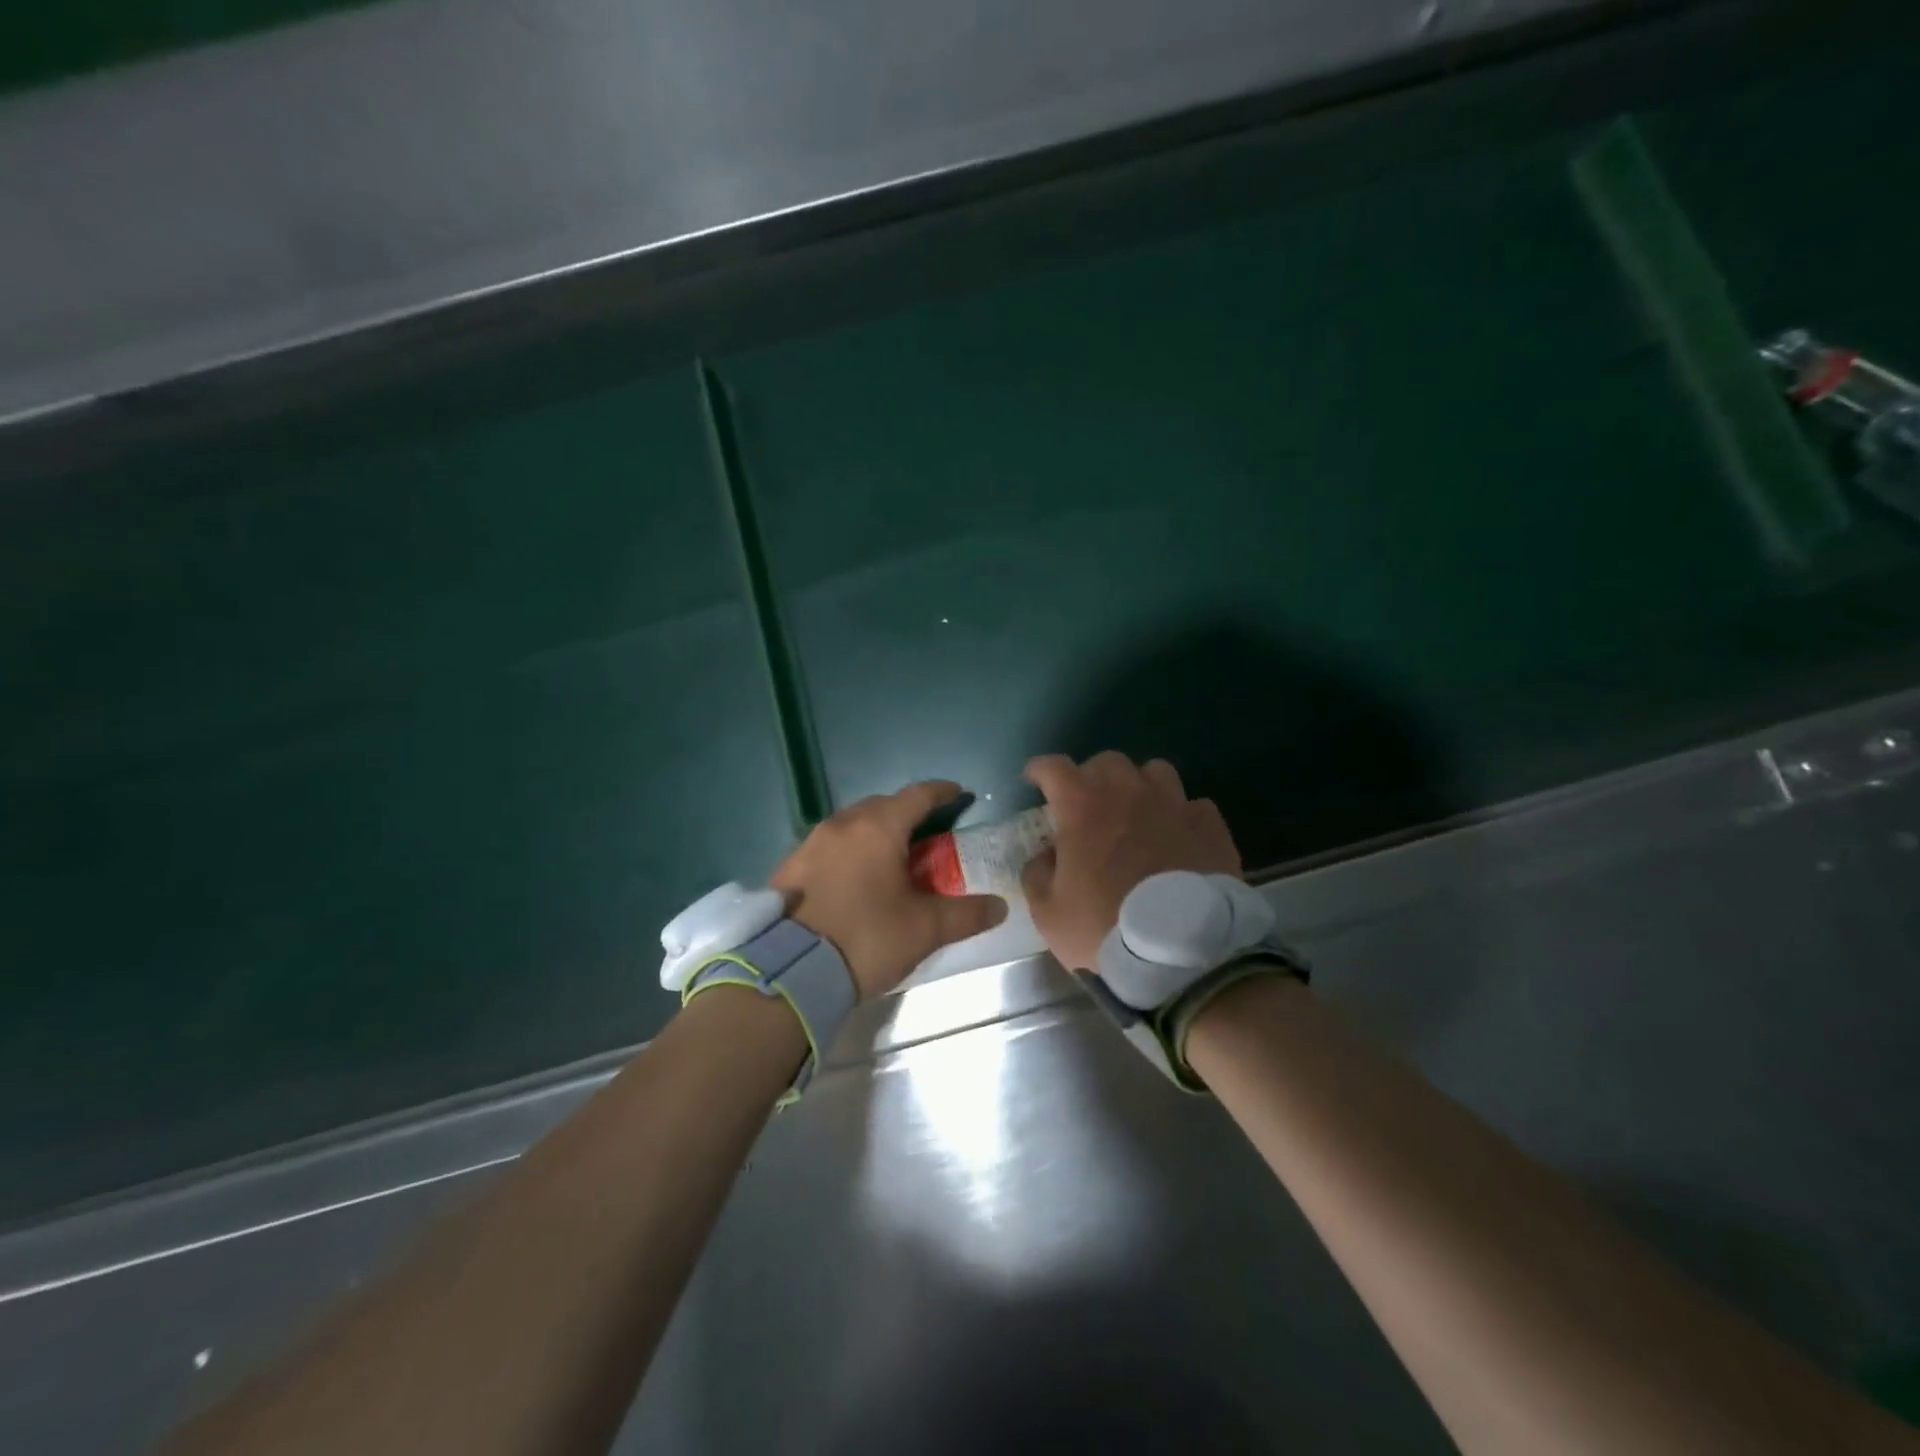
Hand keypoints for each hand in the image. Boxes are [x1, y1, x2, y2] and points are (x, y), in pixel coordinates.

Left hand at [771, 781, 1007, 1000]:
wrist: (789, 970)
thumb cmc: (866, 939)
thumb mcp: (924, 929)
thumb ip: (965, 914)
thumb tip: (1000, 906)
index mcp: (878, 827)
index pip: (918, 795)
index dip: (942, 792)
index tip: (960, 794)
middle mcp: (842, 824)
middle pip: (882, 805)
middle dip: (906, 812)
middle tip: (926, 833)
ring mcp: (811, 842)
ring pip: (851, 824)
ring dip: (874, 831)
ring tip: (889, 855)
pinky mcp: (789, 866)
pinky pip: (828, 845)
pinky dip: (848, 851)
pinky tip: (853, 877)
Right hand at [1021, 752, 1242, 971]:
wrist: (1180, 956)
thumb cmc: (1104, 929)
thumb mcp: (1048, 912)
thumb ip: (1037, 874)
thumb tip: (1045, 855)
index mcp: (1083, 807)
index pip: (1054, 767)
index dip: (1040, 770)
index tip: (1035, 782)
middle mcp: (1128, 793)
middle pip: (1107, 762)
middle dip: (1091, 777)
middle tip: (1087, 805)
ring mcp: (1174, 804)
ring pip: (1155, 772)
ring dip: (1139, 786)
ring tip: (1138, 812)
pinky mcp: (1209, 825)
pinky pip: (1192, 805)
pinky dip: (1180, 815)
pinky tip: (1177, 838)